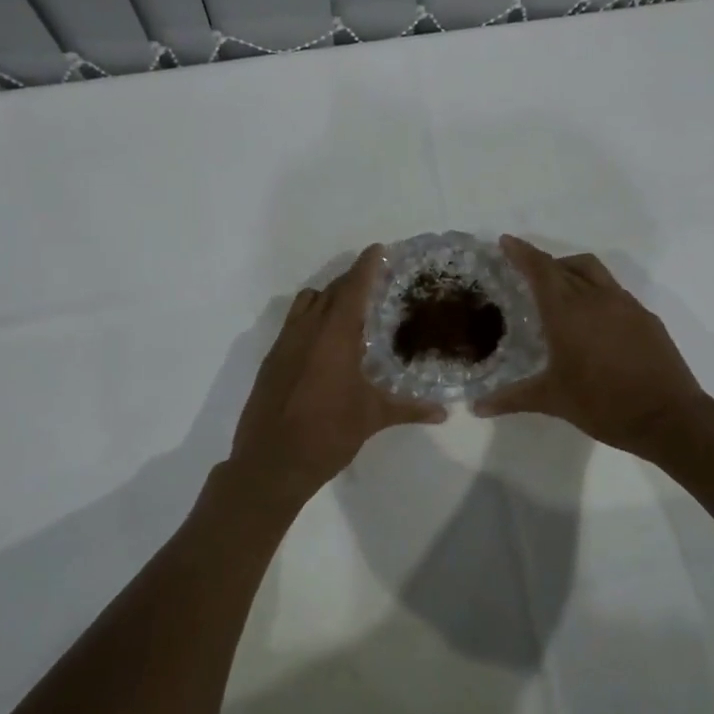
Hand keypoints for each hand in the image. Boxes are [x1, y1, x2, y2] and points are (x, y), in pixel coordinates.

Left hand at [230, 245, 446, 494]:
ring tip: (351, 312)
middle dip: (353, 281)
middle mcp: (307, 329)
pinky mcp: (271, 360)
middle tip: (377, 283)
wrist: (270, 463)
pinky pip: (294, 324)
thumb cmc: (327, 434)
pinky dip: (311, 319)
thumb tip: (443, 411)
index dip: (368, 266)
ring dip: (328, 298)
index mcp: (334, 335)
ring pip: (307, 303)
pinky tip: (326, 344)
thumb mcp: (371, 418)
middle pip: (331, 290)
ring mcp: (284, 343)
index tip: (381, 250)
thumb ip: (409, 408)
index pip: (353, 287)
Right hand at [475, 236, 709, 458]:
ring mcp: (625, 305)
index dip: (522, 252)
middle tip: (525, 270)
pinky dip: (595, 290)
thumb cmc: (603, 405)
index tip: (506, 241)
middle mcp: (596, 298)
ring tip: (558, 288)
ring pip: (593, 271)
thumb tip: (476, 408)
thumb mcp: (553, 400)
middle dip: (543, 262)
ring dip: (571, 270)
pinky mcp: (645, 317)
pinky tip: (592, 317)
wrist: (668, 417)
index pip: (540, 270)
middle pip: (565, 265)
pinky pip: (614, 291)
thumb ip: (512, 399)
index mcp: (567, 312)